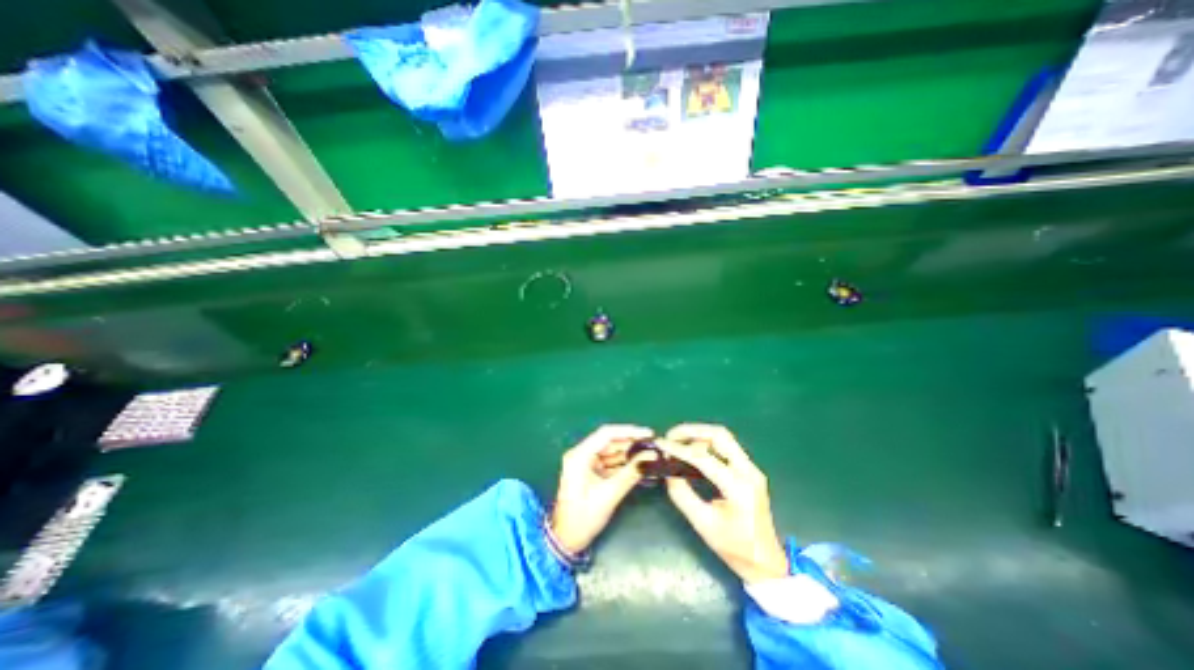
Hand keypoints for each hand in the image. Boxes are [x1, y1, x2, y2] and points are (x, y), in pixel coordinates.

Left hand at [546, 424, 651, 553]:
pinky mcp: (591, 472)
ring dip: (630, 454)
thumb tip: (652, 456)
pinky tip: (640, 466)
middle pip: (610, 442)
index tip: (649, 434)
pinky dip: (624, 465)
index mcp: (580, 455)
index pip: (607, 434)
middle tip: (653, 446)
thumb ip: (631, 472)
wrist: (566, 540)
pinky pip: (610, 463)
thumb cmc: (584, 517)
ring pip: (612, 452)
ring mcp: (586, 463)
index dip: (629, 431)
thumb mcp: (609, 494)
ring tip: (651, 456)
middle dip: (632, 444)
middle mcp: (582, 454)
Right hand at [658, 428, 790, 583]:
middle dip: (692, 431)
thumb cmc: (734, 548)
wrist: (766, 562)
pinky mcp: (749, 470)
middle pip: (719, 435)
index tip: (661, 444)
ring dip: (699, 434)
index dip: (679, 449)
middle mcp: (748, 471)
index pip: (703, 457)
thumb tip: (668, 472)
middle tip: (671, 435)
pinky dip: (707, 442)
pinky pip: (726, 446)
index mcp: (738, 487)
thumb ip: (682, 495)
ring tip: (678, 440)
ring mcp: (751, 468)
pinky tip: (692, 449)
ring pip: (724, 437)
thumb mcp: (702, 524)